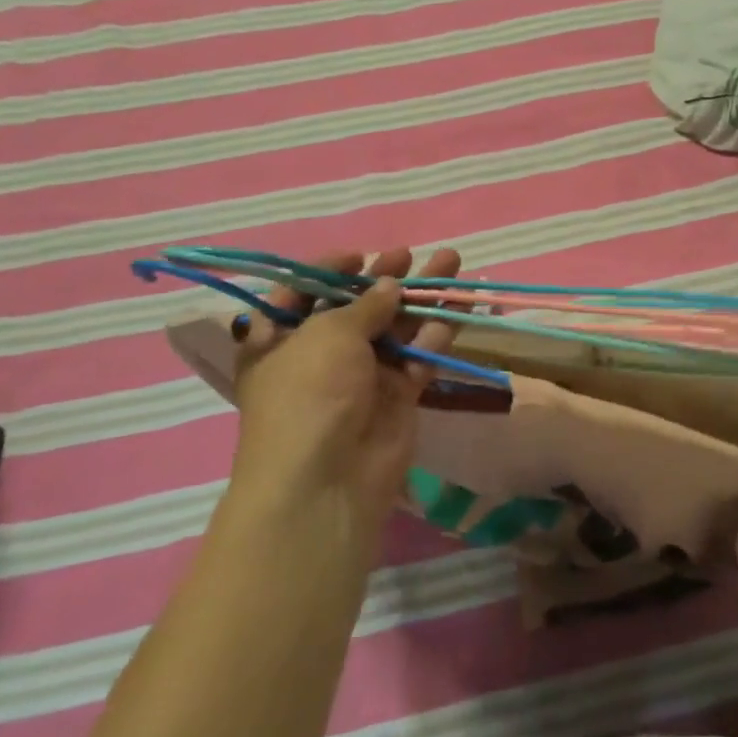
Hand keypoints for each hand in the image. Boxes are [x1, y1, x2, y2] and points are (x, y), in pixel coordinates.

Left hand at [228, 247, 461, 559]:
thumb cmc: (309, 393)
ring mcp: (361, 378)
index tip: (358, 256)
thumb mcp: (328, 334)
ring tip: (451, 262)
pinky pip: (418, 357)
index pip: (301, 294)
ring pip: (396, 328)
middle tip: (409, 255)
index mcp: (280, 340)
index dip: (328, 272)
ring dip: (422, 297)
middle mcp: (319, 356)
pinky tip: (457, 308)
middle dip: (385, 279)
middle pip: (356, 308)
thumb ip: (365, 305)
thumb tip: (390, 286)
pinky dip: (436, 334)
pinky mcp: (396, 397)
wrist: (327, 481)